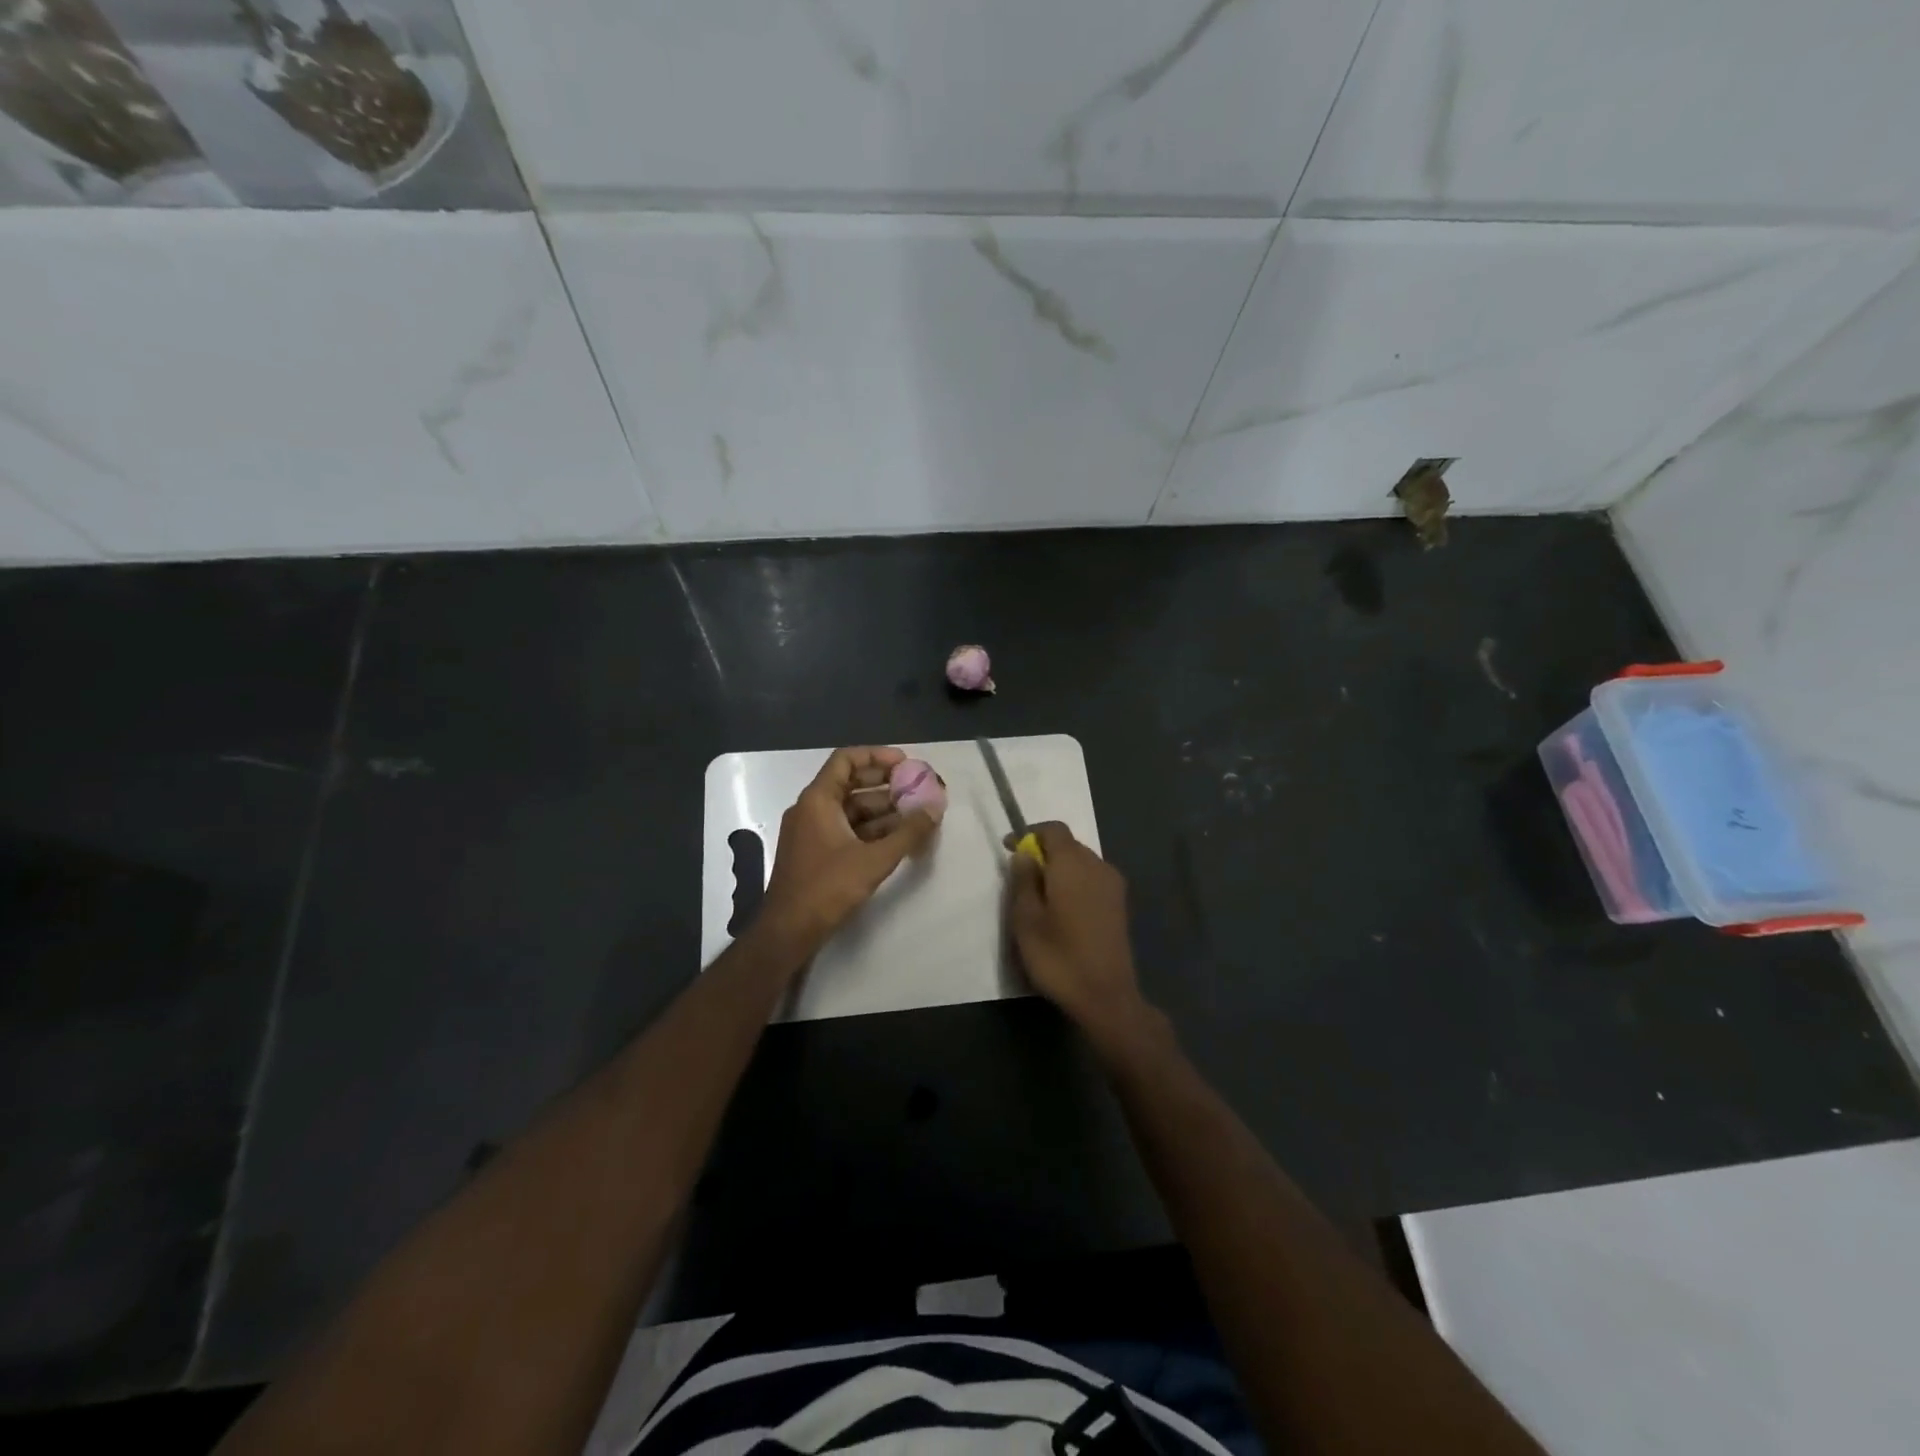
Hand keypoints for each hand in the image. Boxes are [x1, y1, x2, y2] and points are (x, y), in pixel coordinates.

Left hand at [759, 745, 941, 958]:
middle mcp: (811, 809)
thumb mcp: (874, 859)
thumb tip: (934, 809)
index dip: (876, 756)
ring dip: (882, 810)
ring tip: (916, 815)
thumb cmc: (827, 888)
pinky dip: (871, 830)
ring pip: (851, 810)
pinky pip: (846, 830)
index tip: (906, 763)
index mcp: (817, 800)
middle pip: (851, 784)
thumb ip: (907, 833)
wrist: (788, 931)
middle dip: (886, 785)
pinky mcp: (816, 853)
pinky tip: (898, 839)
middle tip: (918, 788)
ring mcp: (811, 832)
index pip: (846, 760)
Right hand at [1006, 822, 1148, 1035]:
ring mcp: (1113, 886)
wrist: (1106, 996)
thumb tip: (1025, 854)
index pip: (1053, 829)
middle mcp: (1098, 866)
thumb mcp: (1026, 920)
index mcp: (1073, 864)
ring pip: (1082, 862)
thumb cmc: (1059, 957)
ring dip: (1060, 869)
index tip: (1009, 849)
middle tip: (1021, 876)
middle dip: (1044, 851)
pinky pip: (1093, 879)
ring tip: (1040, 895)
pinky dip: (1075, 883)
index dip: (1029, 833)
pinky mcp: (1120, 905)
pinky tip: (1063, 909)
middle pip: (1069, 844)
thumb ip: (1023, 880)